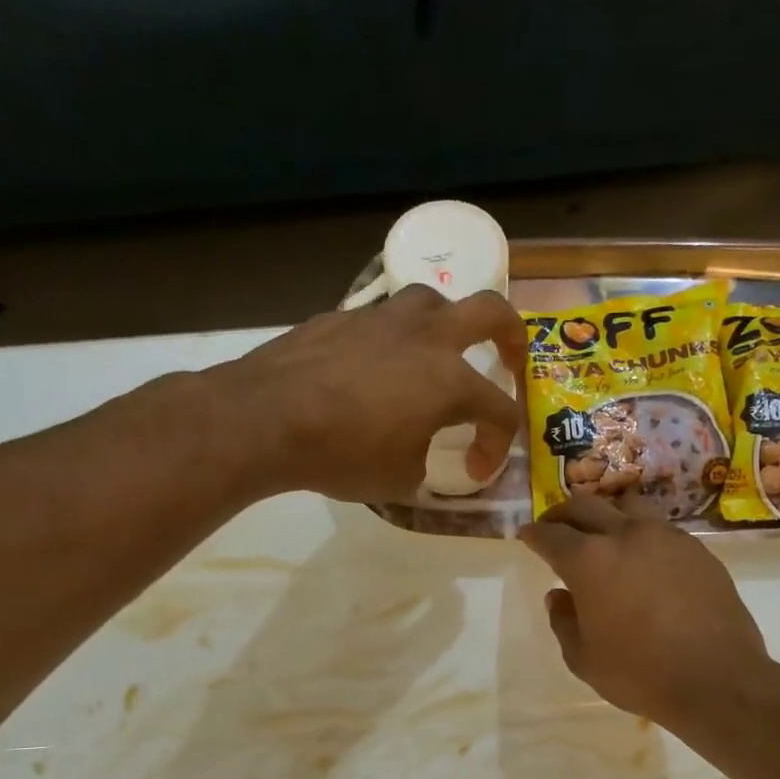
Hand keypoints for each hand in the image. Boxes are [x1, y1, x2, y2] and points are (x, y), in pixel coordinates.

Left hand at [224, 284, 526, 503]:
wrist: (267, 419)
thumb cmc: (344, 454)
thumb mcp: (400, 478)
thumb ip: (424, 460)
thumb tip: (419, 451)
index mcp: (451, 381)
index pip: (500, 411)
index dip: (498, 445)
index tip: (477, 470)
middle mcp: (425, 338)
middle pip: (490, 312)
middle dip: (513, 335)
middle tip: (512, 358)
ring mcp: (381, 320)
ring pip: (432, 300)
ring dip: (447, 323)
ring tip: (437, 351)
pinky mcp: (341, 317)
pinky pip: (380, 318)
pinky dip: (391, 339)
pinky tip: (375, 365)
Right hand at [517, 493, 770, 732]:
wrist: (717, 679)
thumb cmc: (640, 673)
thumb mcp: (584, 658)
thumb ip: (563, 621)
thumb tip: (558, 596)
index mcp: (589, 560)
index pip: (550, 535)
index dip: (534, 534)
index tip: (527, 536)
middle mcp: (625, 535)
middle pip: (585, 506)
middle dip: (562, 514)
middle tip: (555, 527)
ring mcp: (666, 537)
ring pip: (626, 507)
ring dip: (605, 514)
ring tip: (601, 533)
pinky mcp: (697, 549)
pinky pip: (659, 529)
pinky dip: (640, 535)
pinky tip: (643, 559)